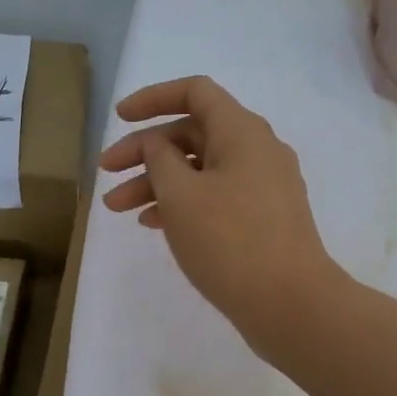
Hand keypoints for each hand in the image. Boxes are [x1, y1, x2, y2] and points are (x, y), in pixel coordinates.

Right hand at [99, 76, 339, 339]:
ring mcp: (265, 185)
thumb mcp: (180, 194)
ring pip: (202, 168)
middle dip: (145, 150)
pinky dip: (184, 202)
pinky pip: (217, 195)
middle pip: (194, 132)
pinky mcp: (265, 217)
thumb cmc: (229, 240)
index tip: (119, 119)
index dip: (153, 98)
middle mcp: (258, 149)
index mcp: (242, 131)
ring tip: (117, 208)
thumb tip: (160, 143)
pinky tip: (152, 223)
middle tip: (106, 172)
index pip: (195, 92)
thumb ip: (160, 158)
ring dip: (158, 181)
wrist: (290, 303)